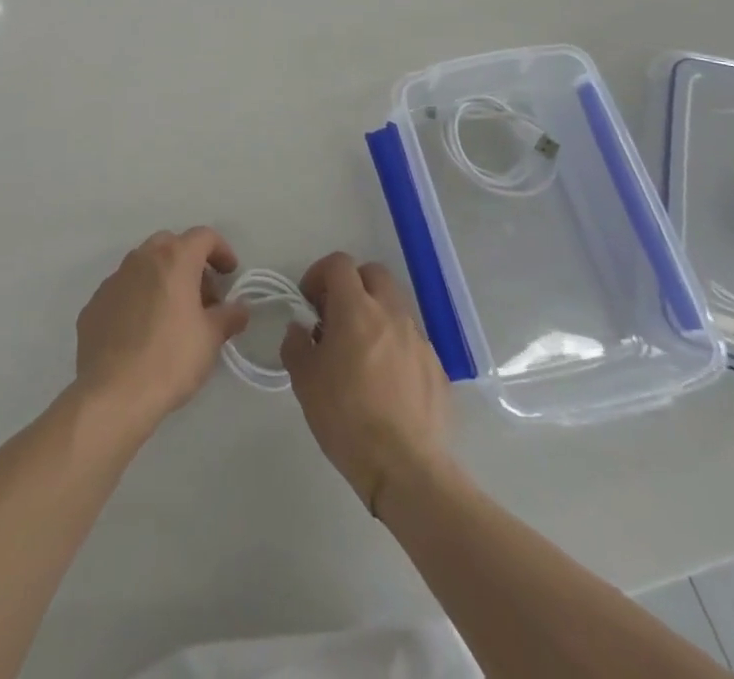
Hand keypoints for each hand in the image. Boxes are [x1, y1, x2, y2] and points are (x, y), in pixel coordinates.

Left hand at [74, 227, 250, 435]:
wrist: (112, 392)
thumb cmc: (170, 359)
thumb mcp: (210, 339)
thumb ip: (229, 316)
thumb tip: (239, 308)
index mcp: (173, 259)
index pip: (203, 236)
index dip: (221, 250)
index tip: (230, 275)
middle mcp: (141, 259)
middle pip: (171, 245)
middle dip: (190, 263)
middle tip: (203, 296)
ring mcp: (113, 279)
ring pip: (144, 265)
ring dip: (163, 279)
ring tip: (174, 316)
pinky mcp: (95, 303)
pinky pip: (124, 290)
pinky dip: (139, 299)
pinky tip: (144, 331)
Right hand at [281, 252, 451, 514]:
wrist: (406, 469)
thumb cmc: (347, 419)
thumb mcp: (304, 381)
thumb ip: (296, 345)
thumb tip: (300, 329)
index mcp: (357, 310)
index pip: (339, 264)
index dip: (319, 275)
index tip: (309, 303)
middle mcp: (392, 313)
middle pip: (373, 273)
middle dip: (352, 285)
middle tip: (335, 317)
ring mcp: (419, 339)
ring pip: (395, 304)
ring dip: (374, 313)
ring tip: (359, 350)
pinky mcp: (436, 366)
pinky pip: (411, 338)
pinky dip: (394, 343)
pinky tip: (384, 380)